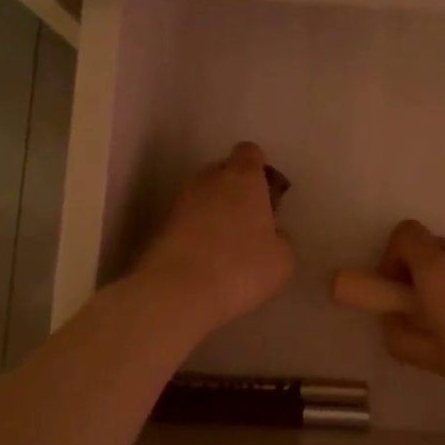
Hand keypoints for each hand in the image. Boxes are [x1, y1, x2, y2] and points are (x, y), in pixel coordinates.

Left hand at [137, 143, 295, 335]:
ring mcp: (181, 201)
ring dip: (216, 211)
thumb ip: (280, 237)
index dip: (261, 169)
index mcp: (244, 177)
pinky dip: (198, 232)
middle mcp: (209, 179)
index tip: (270, 193)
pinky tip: (208, 259)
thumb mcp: (282, 258)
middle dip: (237, 190)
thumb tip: (271, 233)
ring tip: (229, 244)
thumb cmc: (242, 267)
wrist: (177, 292)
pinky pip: (188, 220)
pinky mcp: (161, 226)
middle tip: (252, 221)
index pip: (250, 153)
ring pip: (204, 196)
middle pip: (224, 171)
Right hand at [374, 220, 444, 425]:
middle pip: (428, 245)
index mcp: (438, 270)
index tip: (395, 292)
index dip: (391, 257)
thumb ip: (401, 336)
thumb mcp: (434, 359)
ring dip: (442, 280)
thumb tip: (392, 320)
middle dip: (415, 272)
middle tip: (420, 313)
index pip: (405, 234)